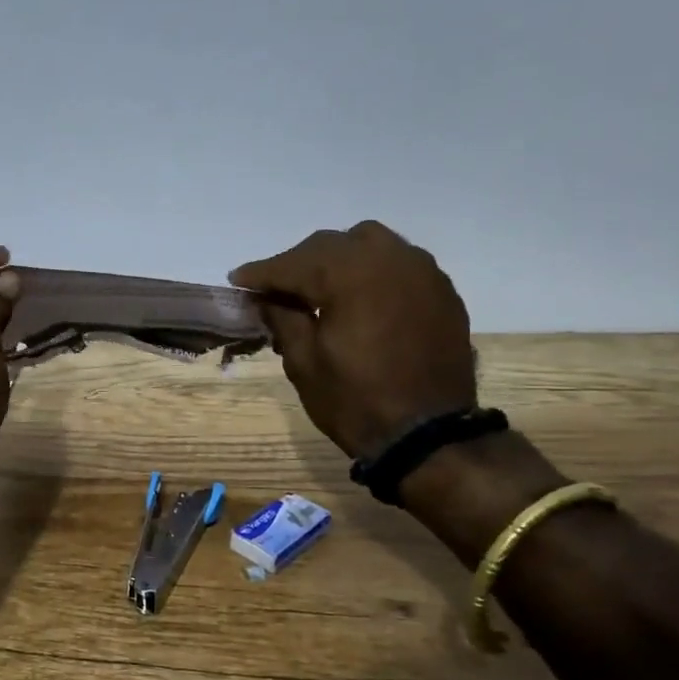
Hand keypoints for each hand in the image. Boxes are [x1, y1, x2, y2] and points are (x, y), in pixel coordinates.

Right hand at [229, 221, 475, 457]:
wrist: (427, 435)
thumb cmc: (355, 400)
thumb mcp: (304, 362)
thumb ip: (282, 318)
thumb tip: (265, 297)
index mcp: (350, 274)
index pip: (294, 263)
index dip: (262, 272)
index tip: (237, 280)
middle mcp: (389, 258)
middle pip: (330, 245)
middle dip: (297, 264)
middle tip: (273, 289)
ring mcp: (422, 271)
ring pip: (368, 244)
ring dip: (336, 259)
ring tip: (316, 288)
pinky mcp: (441, 291)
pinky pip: (397, 263)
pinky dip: (370, 271)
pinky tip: (356, 297)